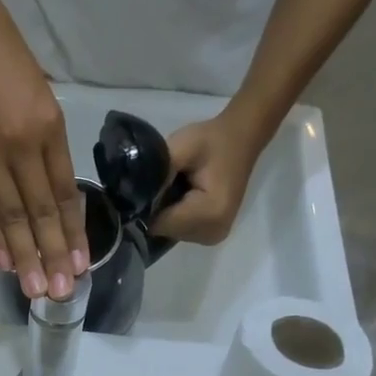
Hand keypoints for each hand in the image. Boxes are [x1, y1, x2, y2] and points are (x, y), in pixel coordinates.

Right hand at [0, 0, 87, 299]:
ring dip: (24, 255)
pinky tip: (2, 262)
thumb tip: (46, 191)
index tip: (79, 265)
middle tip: (61, 293)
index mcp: (48, 124)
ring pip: (10, 215)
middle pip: (41, 211)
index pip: (64, 192)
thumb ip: (42, 140)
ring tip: (35, 289)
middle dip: (53, 255)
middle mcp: (21, 141)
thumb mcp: (37, 90)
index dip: (73, 232)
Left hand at [150, 110, 266, 246]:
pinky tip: (182, 198)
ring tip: (175, 189)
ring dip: (167, 214)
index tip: (146, 187)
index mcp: (209, 213)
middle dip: (158, 210)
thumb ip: (158, 172)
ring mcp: (214, 236)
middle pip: (166, 231)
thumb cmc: (212, 140)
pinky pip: (182, 231)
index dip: (148, 206)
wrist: (242, 139)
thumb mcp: (183, 146)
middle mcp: (213, 232)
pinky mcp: (213, 235)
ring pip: (172, 233)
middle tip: (165, 183)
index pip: (161, 224)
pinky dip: (177, 217)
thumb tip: (133, 194)